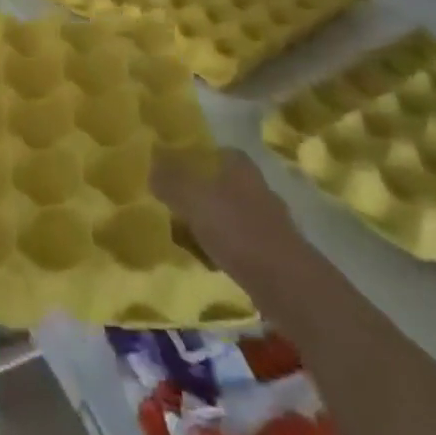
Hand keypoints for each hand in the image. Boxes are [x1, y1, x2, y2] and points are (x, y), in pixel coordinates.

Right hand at [151, 147, 294, 297]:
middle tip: (170, 206)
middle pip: (219, 183)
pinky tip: (208, 260)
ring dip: (210, 222)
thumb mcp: (190, 197)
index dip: (189, 161)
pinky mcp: (273, 250)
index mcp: (239, 165)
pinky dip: (223, 247)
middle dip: (198, 193)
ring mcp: (268, 219)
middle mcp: (256, 185)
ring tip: (184, 236)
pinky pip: (238, 241)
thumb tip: (150, 165)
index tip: (167, 174)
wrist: (284, 282)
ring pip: (228, 213)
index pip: (210, 152)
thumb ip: (168, 179)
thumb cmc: (235, 229)